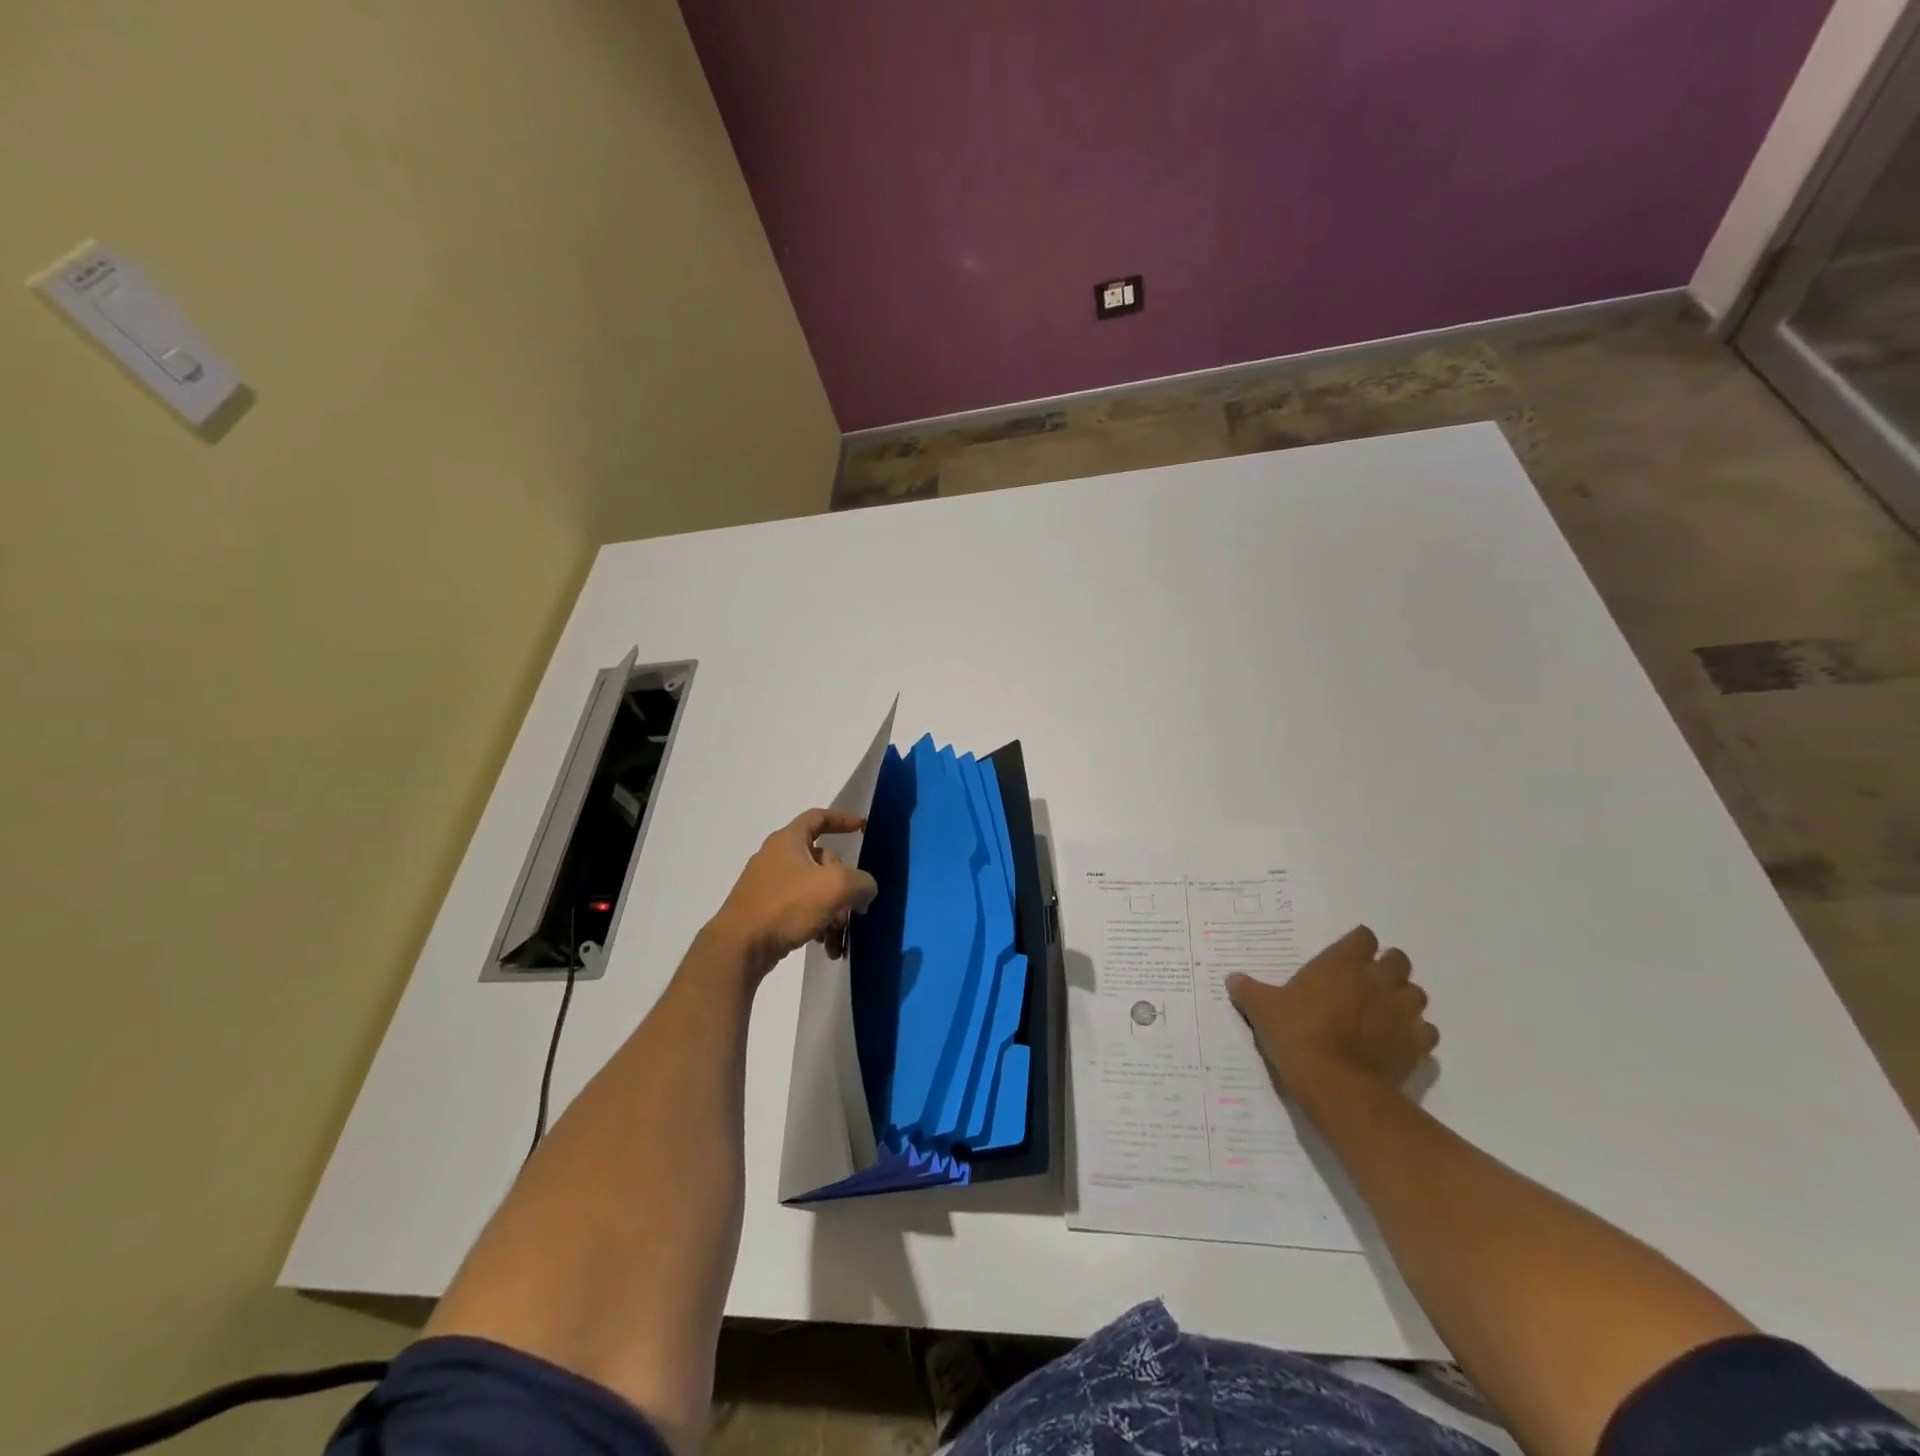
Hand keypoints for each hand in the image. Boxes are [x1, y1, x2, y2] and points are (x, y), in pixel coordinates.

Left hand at [710, 809, 879, 978]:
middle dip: (844, 886)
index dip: (842, 819)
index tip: (862, 826)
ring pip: (813, 890)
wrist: (738, 947)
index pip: (818, 818)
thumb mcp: (836, 887)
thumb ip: (861, 882)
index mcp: (788, 840)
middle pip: (822, 862)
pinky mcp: (763, 911)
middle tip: (854, 909)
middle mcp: (776, 857)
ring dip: (833, 912)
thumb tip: (865, 890)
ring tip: (839, 938)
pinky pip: (799, 910)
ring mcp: (768, 885)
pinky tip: (824, 946)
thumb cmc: (787, 905)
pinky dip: (816, 923)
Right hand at [1227, 926, 1436, 1094]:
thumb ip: (1249, 990)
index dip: (1357, 943)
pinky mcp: (1416, 1045)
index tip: (1346, 954)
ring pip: (1416, 994)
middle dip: (1387, 966)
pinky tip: (1399, 1040)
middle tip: (1367, 980)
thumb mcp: (1262, 1009)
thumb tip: (1232, 978)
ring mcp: (1401, 1012)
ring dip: (1404, 997)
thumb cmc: (1298, 1034)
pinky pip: (1426, 1031)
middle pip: (1398, 960)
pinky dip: (1416, 1032)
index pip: (1363, 937)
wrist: (1337, 1085)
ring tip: (1385, 1009)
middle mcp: (1377, 980)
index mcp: (1341, 964)